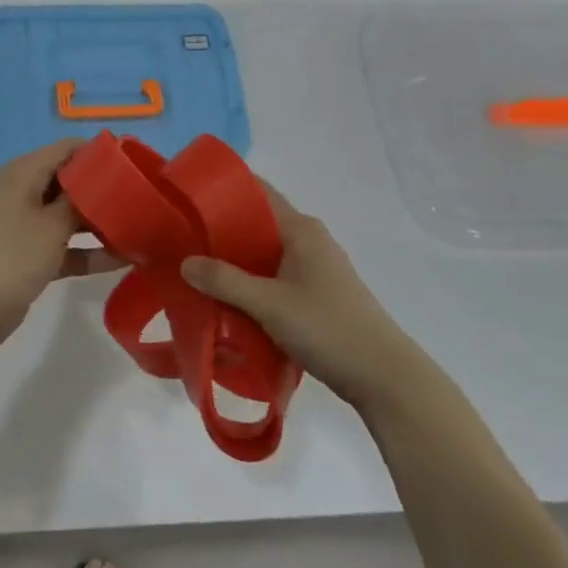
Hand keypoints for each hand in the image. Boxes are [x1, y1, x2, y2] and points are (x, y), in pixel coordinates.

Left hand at [0, 139, 121, 358]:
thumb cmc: (9, 256)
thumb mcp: (52, 225)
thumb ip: (82, 200)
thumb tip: (107, 180)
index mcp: (25, 172)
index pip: (70, 148)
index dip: (103, 154)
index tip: (138, 166)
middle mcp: (26, 192)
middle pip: (73, 181)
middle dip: (107, 191)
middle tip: (147, 201)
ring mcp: (27, 225)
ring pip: (72, 216)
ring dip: (102, 224)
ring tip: (143, 229)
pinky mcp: (31, 256)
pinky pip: (66, 246)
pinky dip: (89, 252)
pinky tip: (124, 260)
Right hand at [181, 182, 401, 407]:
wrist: (385, 377)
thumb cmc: (328, 328)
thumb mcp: (269, 304)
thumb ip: (224, 281)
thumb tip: (185, 262)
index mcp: (300, 229)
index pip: (257, 192)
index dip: (223, 189)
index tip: (188, 197)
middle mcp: (308, 240)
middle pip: (257, 223)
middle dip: (221, 230)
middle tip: (182, 238)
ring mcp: (315, 267)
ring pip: (264, 253)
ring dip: (234, 260)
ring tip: (197, 269)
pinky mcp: (316, 293)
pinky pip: (274, 276)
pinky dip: (250, 281)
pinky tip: (228, 299)